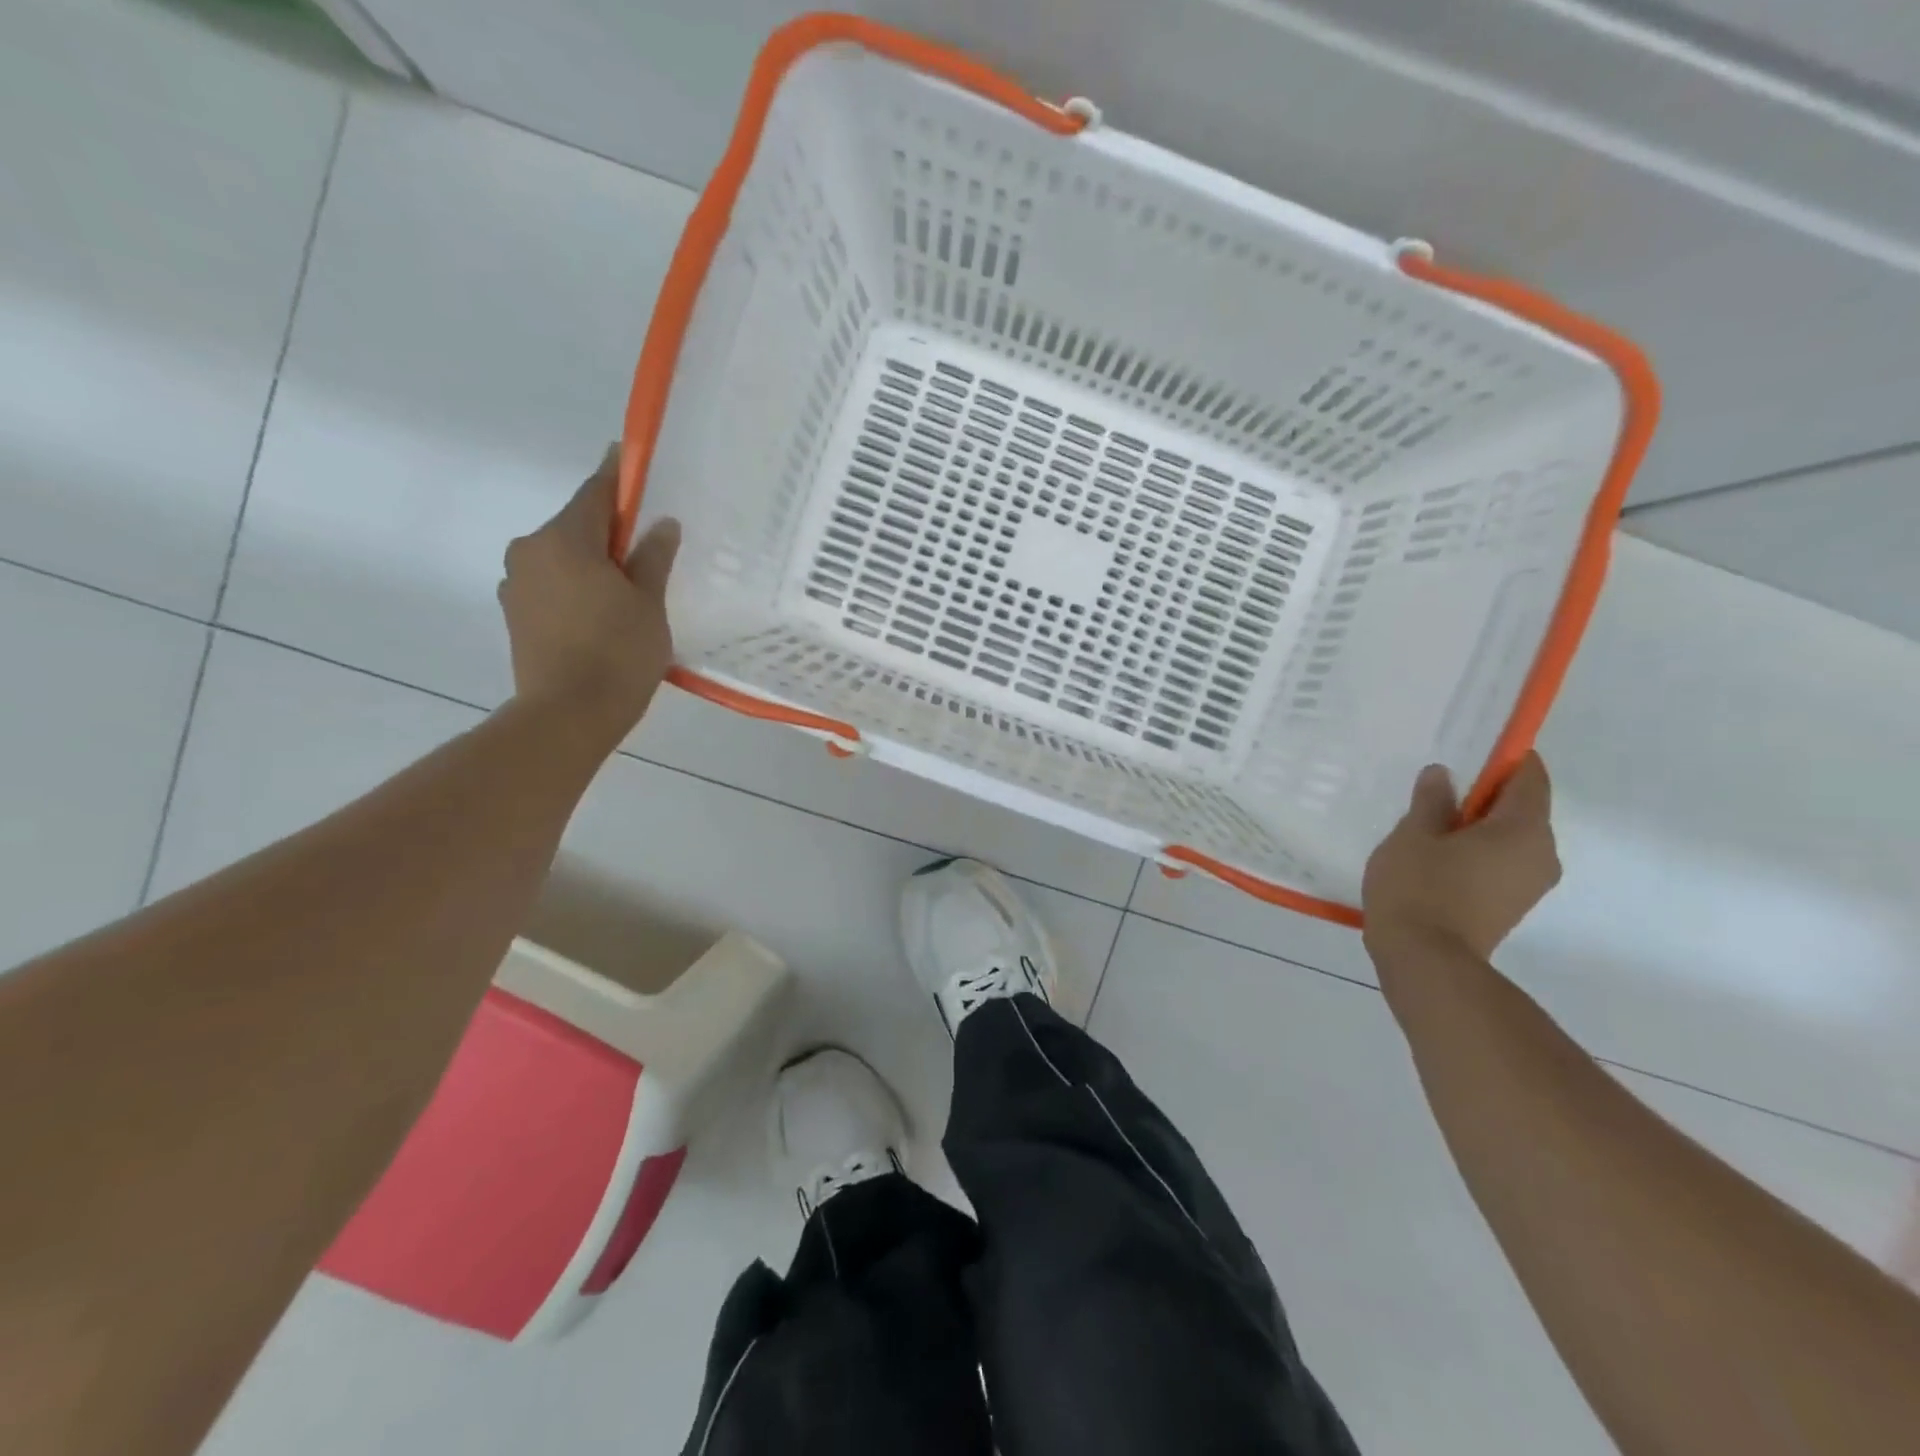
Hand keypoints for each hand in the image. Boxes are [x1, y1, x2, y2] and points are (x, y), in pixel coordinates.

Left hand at [498, 447, 679, 740]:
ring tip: (629, 586)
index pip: (595, 492)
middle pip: (576, 525)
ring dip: (592, 561)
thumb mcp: (648, 603)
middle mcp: (530, 551)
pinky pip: (552, 585)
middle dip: (609, 529)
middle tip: (648, 544)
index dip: (617, 476)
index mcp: (564, 539)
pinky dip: (577, 587)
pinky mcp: (515, 615)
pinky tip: (603, 611)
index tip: (631, 459)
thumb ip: (653, 558)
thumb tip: (661, 525)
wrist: (567, 716)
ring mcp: (516, 584)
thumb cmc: (617, 653)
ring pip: (563, 557)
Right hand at [1362, 751, 1561, 961]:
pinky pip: (1500, 863)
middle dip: (1483, 797)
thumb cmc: (1420, 887)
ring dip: (1476, 828)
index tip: (1467, 755)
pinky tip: (1436, 858)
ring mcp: (1530, 884)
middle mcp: (1542, 854)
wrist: (1426, 960)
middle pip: (1521, 808)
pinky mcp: (1512, 906)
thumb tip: (1443, 775)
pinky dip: (1476, 853)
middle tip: (1435, 794)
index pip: (1529, 777)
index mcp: (1524, 829)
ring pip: (1509, 838)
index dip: (1503, 760)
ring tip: (1428, 828)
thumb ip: (1432, 801)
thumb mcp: (1413, 835)